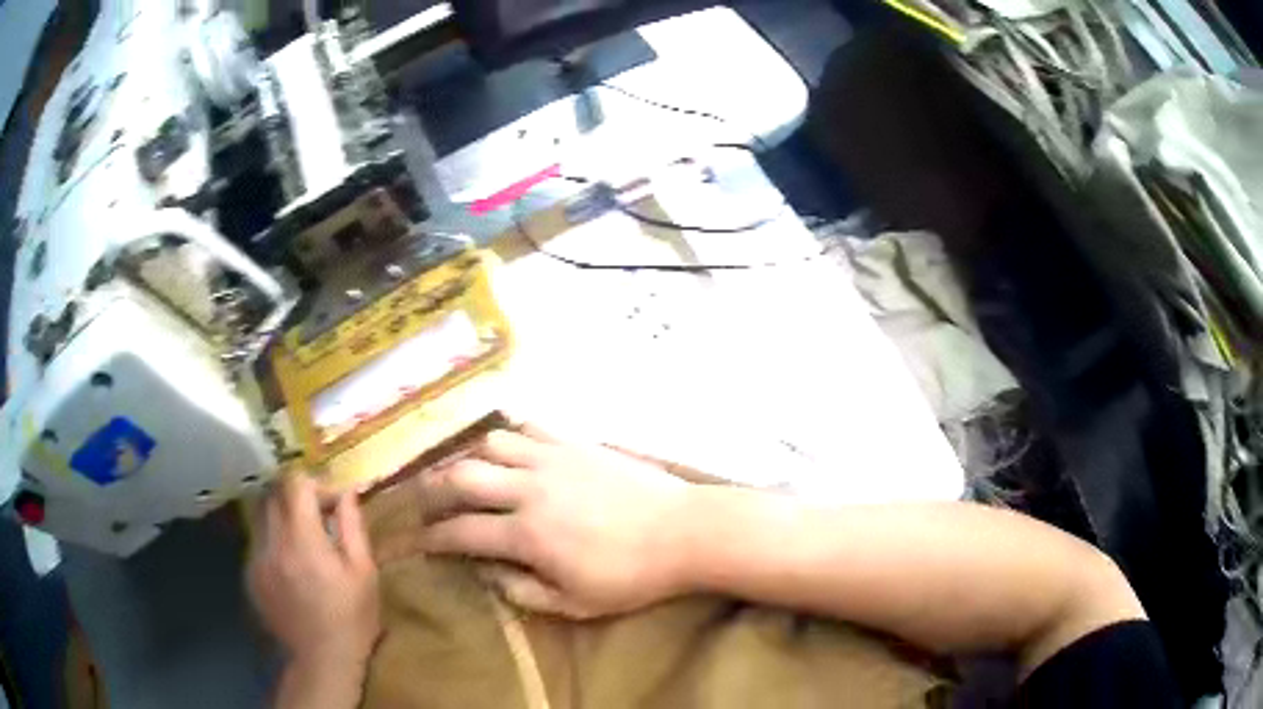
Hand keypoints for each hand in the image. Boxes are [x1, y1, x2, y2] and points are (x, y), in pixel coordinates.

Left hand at [248, 474, 379, 670]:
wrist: (322, 659)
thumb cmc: (352, 618)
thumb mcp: (364, 572)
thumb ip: (353, 526)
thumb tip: (347, 492)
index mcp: (303, 541)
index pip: (295, 484)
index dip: (315, 483)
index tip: (331, 502)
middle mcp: (273, 544)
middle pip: (273, 494)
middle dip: (295, 495)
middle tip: (317, 514)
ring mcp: (256, 560)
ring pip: (261, 515)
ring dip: (281, 515)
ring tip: (302, 538)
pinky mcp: (250, 575)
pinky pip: (258, 541)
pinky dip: (273, 540)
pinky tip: (290, 564)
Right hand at [412, 424, 693, 618]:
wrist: (685, 531)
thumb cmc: (632, 576)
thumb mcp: (575, 603)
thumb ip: (521, 591)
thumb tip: (485, 572)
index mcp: (527, 534)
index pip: (461, 532)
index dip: (431, 538)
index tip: (416, 542)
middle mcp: (530, 489)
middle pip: (461, 476)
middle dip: (432, 488)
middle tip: (423, 500)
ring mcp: (553, 459)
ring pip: (491, 443)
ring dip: (469, 457)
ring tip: (465, 472)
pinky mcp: (576, 443)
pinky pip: (530, 428)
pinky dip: (510, 437)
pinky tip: (510, 450)